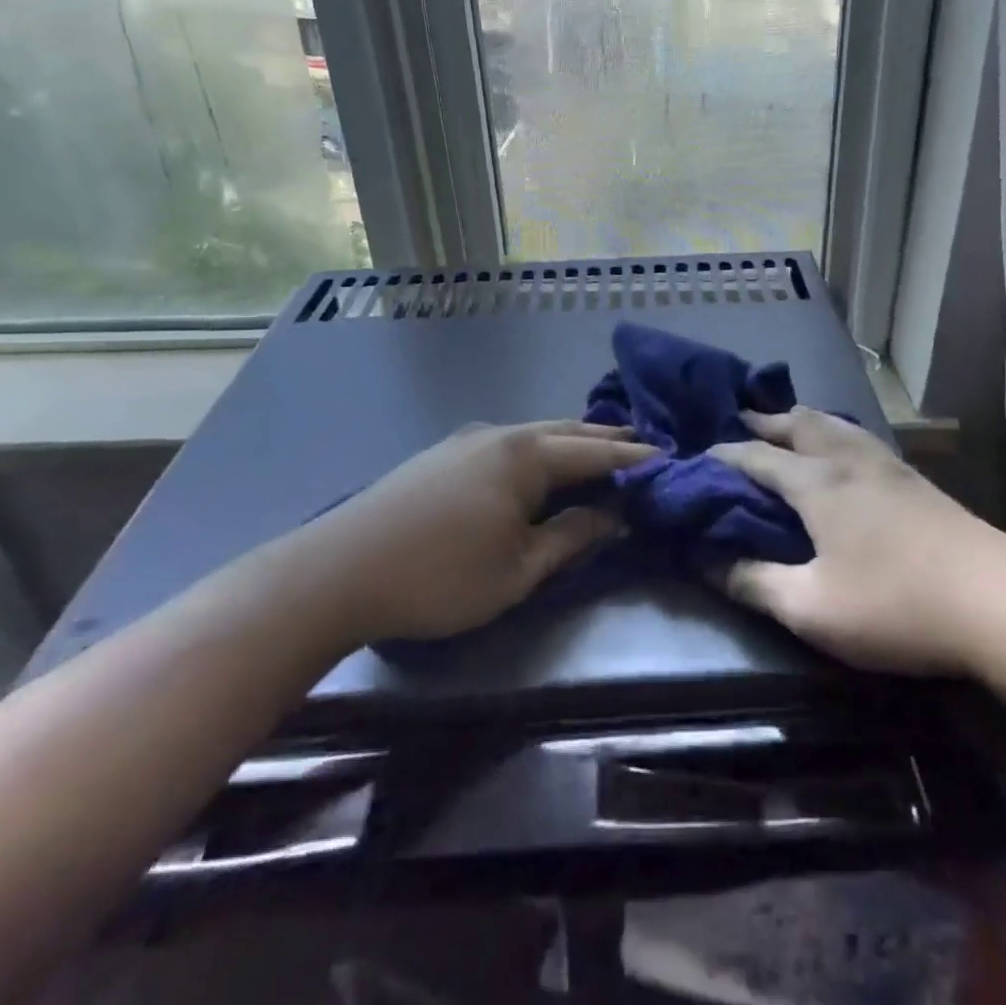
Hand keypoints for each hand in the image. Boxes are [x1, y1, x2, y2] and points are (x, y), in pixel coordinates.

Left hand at [312, 420, 656, 640]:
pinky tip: (538, 464)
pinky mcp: (443, 454)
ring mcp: (468, 440)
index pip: (596, 451)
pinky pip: (509, 442)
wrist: (338, 571)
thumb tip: (615, 514)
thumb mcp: (519, 569)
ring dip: (571, 441)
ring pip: (535, 433)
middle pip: (567, 430)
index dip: (633, 457)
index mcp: (527, 455)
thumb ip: (572, 536)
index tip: (667, 457)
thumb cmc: (440, 576)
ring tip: (598, 450)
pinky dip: (540, 448)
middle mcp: (502, 434)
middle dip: (606, 437)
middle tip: (641, 443)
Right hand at [712, 408, 1005, 687]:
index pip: (756, 455)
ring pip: (834, 424)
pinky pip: (859, 438)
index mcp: (816, 482)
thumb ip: (754, 583)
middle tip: (739, 422)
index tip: (696, 458)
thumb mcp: (811, 609)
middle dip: (764, 420)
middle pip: (798, 422)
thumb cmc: (895, 604)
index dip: (723, 455)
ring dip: (801, 419)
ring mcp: (887, 464)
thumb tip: (707, 562)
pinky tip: (843, 452)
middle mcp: (848, 459)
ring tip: (787, 425)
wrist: (1001, 602)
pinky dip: (834, 433)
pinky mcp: (916, 479)